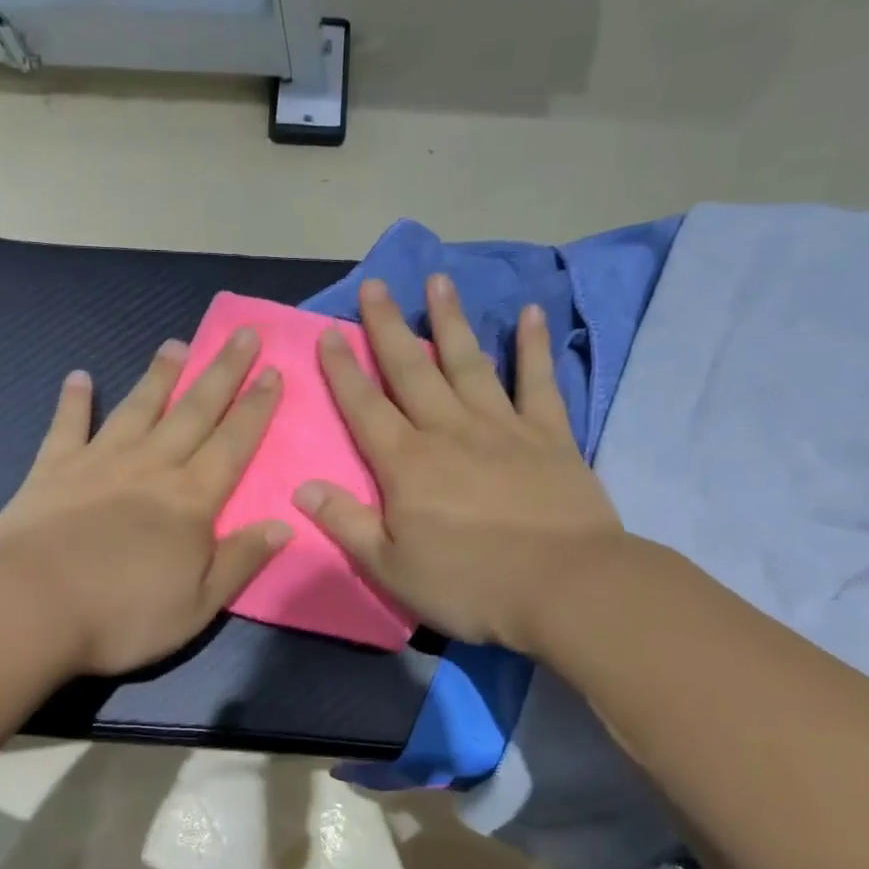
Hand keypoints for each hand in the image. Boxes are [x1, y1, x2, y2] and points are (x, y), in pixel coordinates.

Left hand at [0, 330, 290, 676]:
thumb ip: (240, 561)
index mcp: (190, 500)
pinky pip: (67, 426)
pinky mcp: (52, 469)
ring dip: (159, 375)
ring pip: (138, 408)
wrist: (32, 609)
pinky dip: (74, 401)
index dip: (256, 408)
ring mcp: (99, 462)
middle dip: (222, 372)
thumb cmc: (122, 616)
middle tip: (243, 334)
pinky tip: (79, 377)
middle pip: (194, 412)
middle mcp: (151, 467)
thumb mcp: (198, 605)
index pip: (234, 444)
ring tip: (175, 344)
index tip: (273, 371)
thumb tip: (283, 525)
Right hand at [294, 275, 624, 652]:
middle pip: (411, 370)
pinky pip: (538, 382)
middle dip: (388, 326)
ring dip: (451, 320)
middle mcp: (448, 431)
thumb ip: (346, 523)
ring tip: (438, 280)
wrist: (566, 589)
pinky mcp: (549, 435)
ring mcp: (502, 427)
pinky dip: (534, 347)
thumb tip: (302, 487)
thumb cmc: (470, 584)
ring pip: (468, 362)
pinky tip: (530, 314)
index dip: (343, 369)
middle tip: (375, 284)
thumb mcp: (391, 568)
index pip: (364, 407)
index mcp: (406, 464)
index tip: (329, 332)